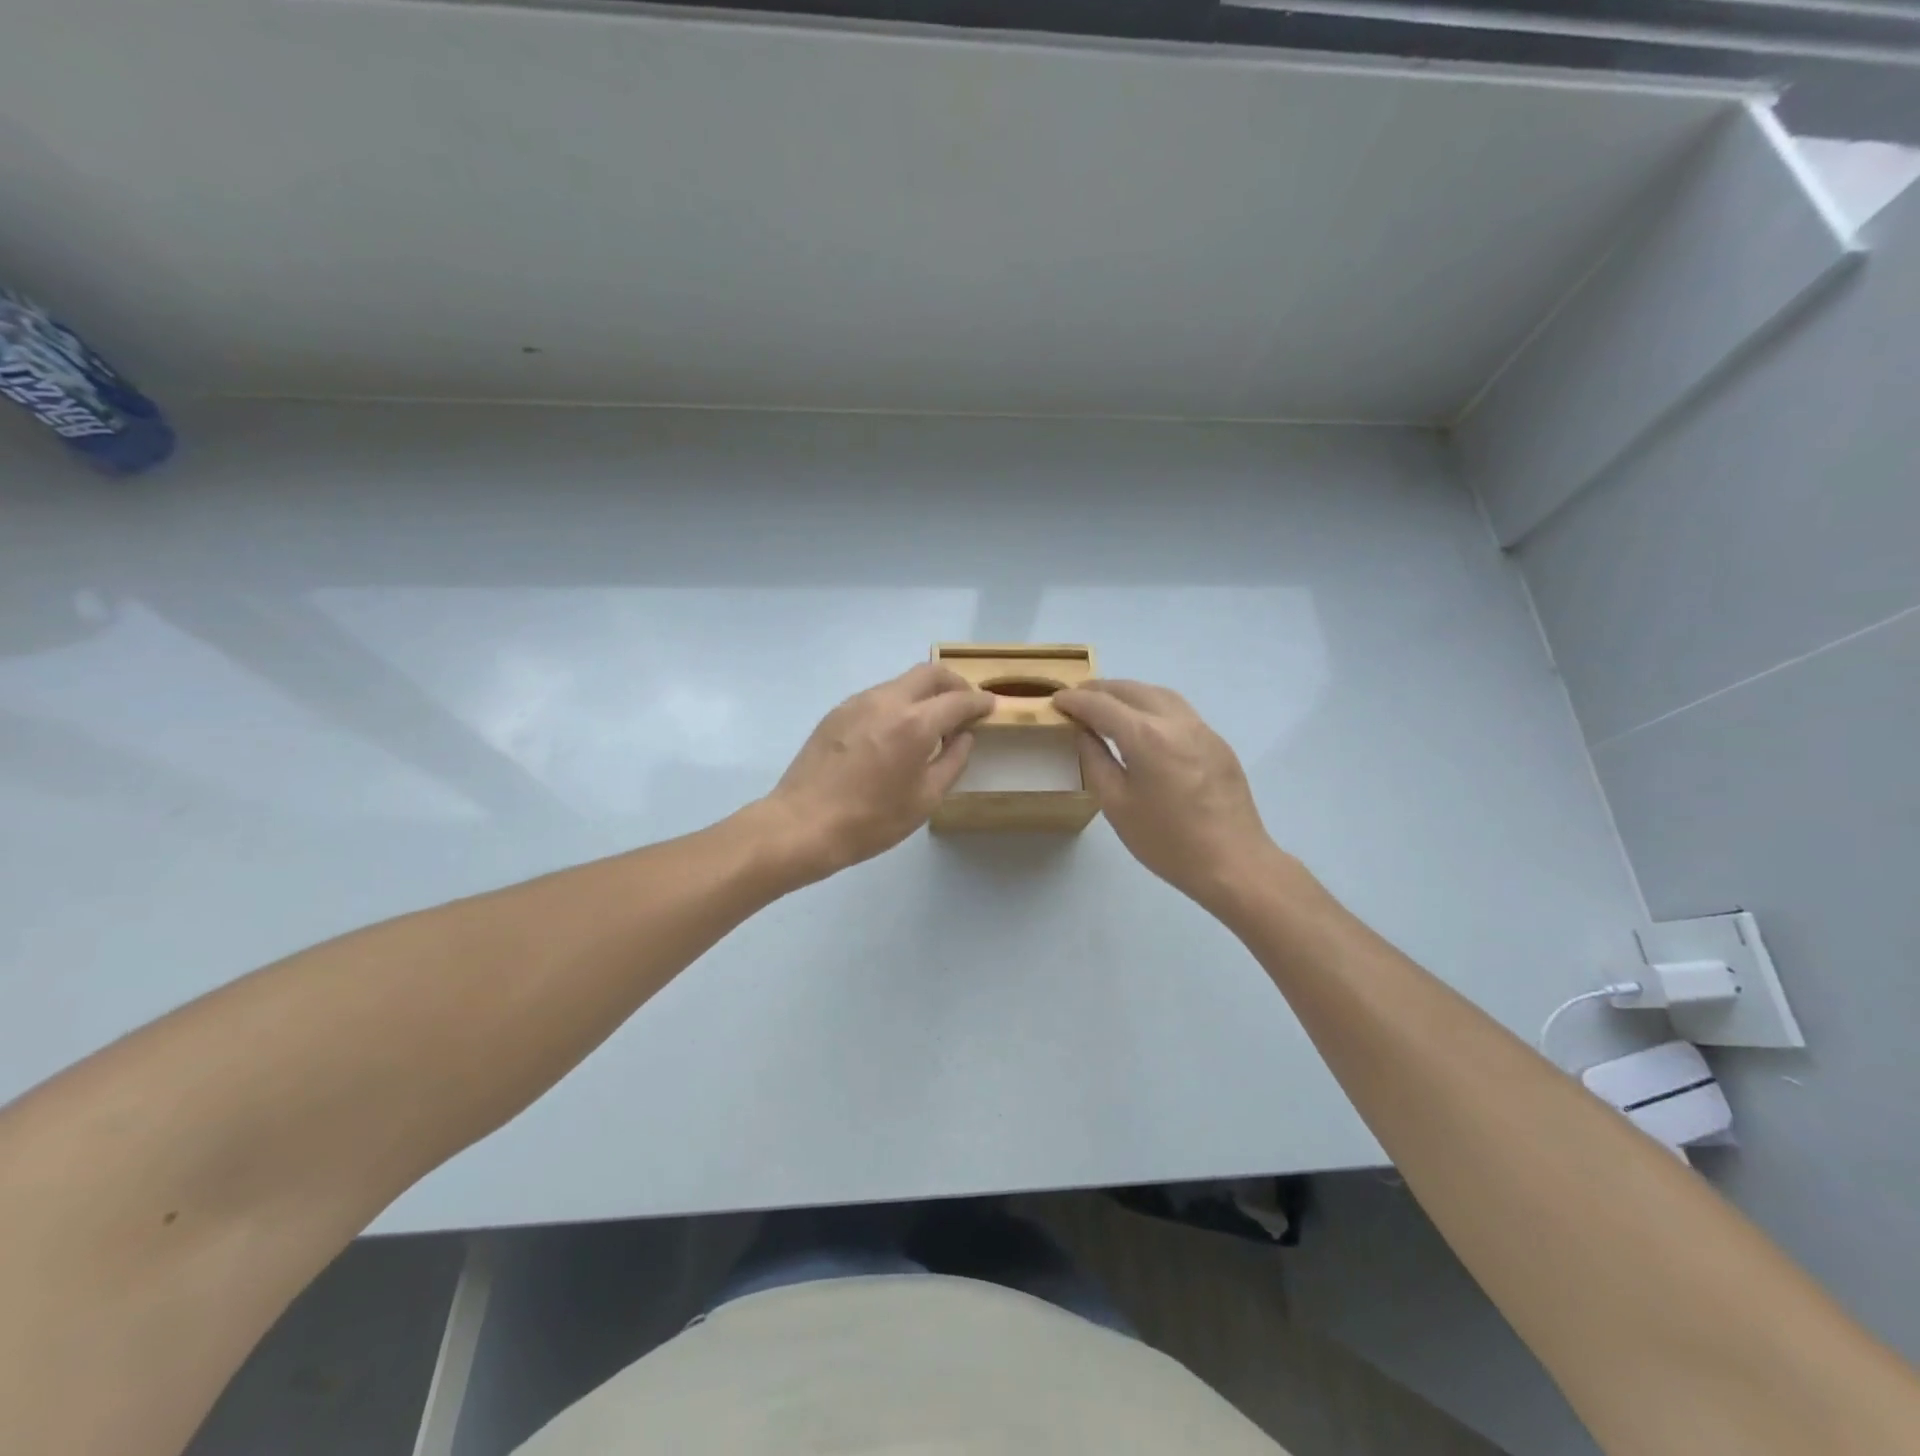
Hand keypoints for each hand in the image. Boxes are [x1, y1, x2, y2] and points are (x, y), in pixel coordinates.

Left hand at [761, 663, 993, 882]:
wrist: (802, 824)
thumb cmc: (871, 820)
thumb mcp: (925, 798)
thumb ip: (952, 761)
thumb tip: (963, 736)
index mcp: (915, 723)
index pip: (958, 700)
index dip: (979, 701)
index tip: (991, 706)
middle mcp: (887, 701)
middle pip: (929, 674)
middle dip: (954, 683)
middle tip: (966, 704)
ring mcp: (858, 702)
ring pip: (901, 682)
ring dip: (924, 693)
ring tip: (932, 720)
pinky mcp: (837, 712)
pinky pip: (878, 696)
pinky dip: (899, 703)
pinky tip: (897, 731)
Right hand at [1055, 680, 1279, 911]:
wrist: (1233, 863)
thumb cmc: (1166, 841)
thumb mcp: (1117, 804)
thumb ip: (1096, 760)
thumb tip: (1084, 732)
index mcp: (1146, 736)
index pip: (1101, 705)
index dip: (1075, 700)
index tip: (1056, 701)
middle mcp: (1175, 721)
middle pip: (1132, 690)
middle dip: (1100, 690)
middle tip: (1077, 699)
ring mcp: (1201, 728)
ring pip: (1159, 694)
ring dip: (1129, 693)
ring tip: (1108, 705)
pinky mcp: (1217, 742)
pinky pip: (1178, 710)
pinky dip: (1152, 706)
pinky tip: (1144, 724)